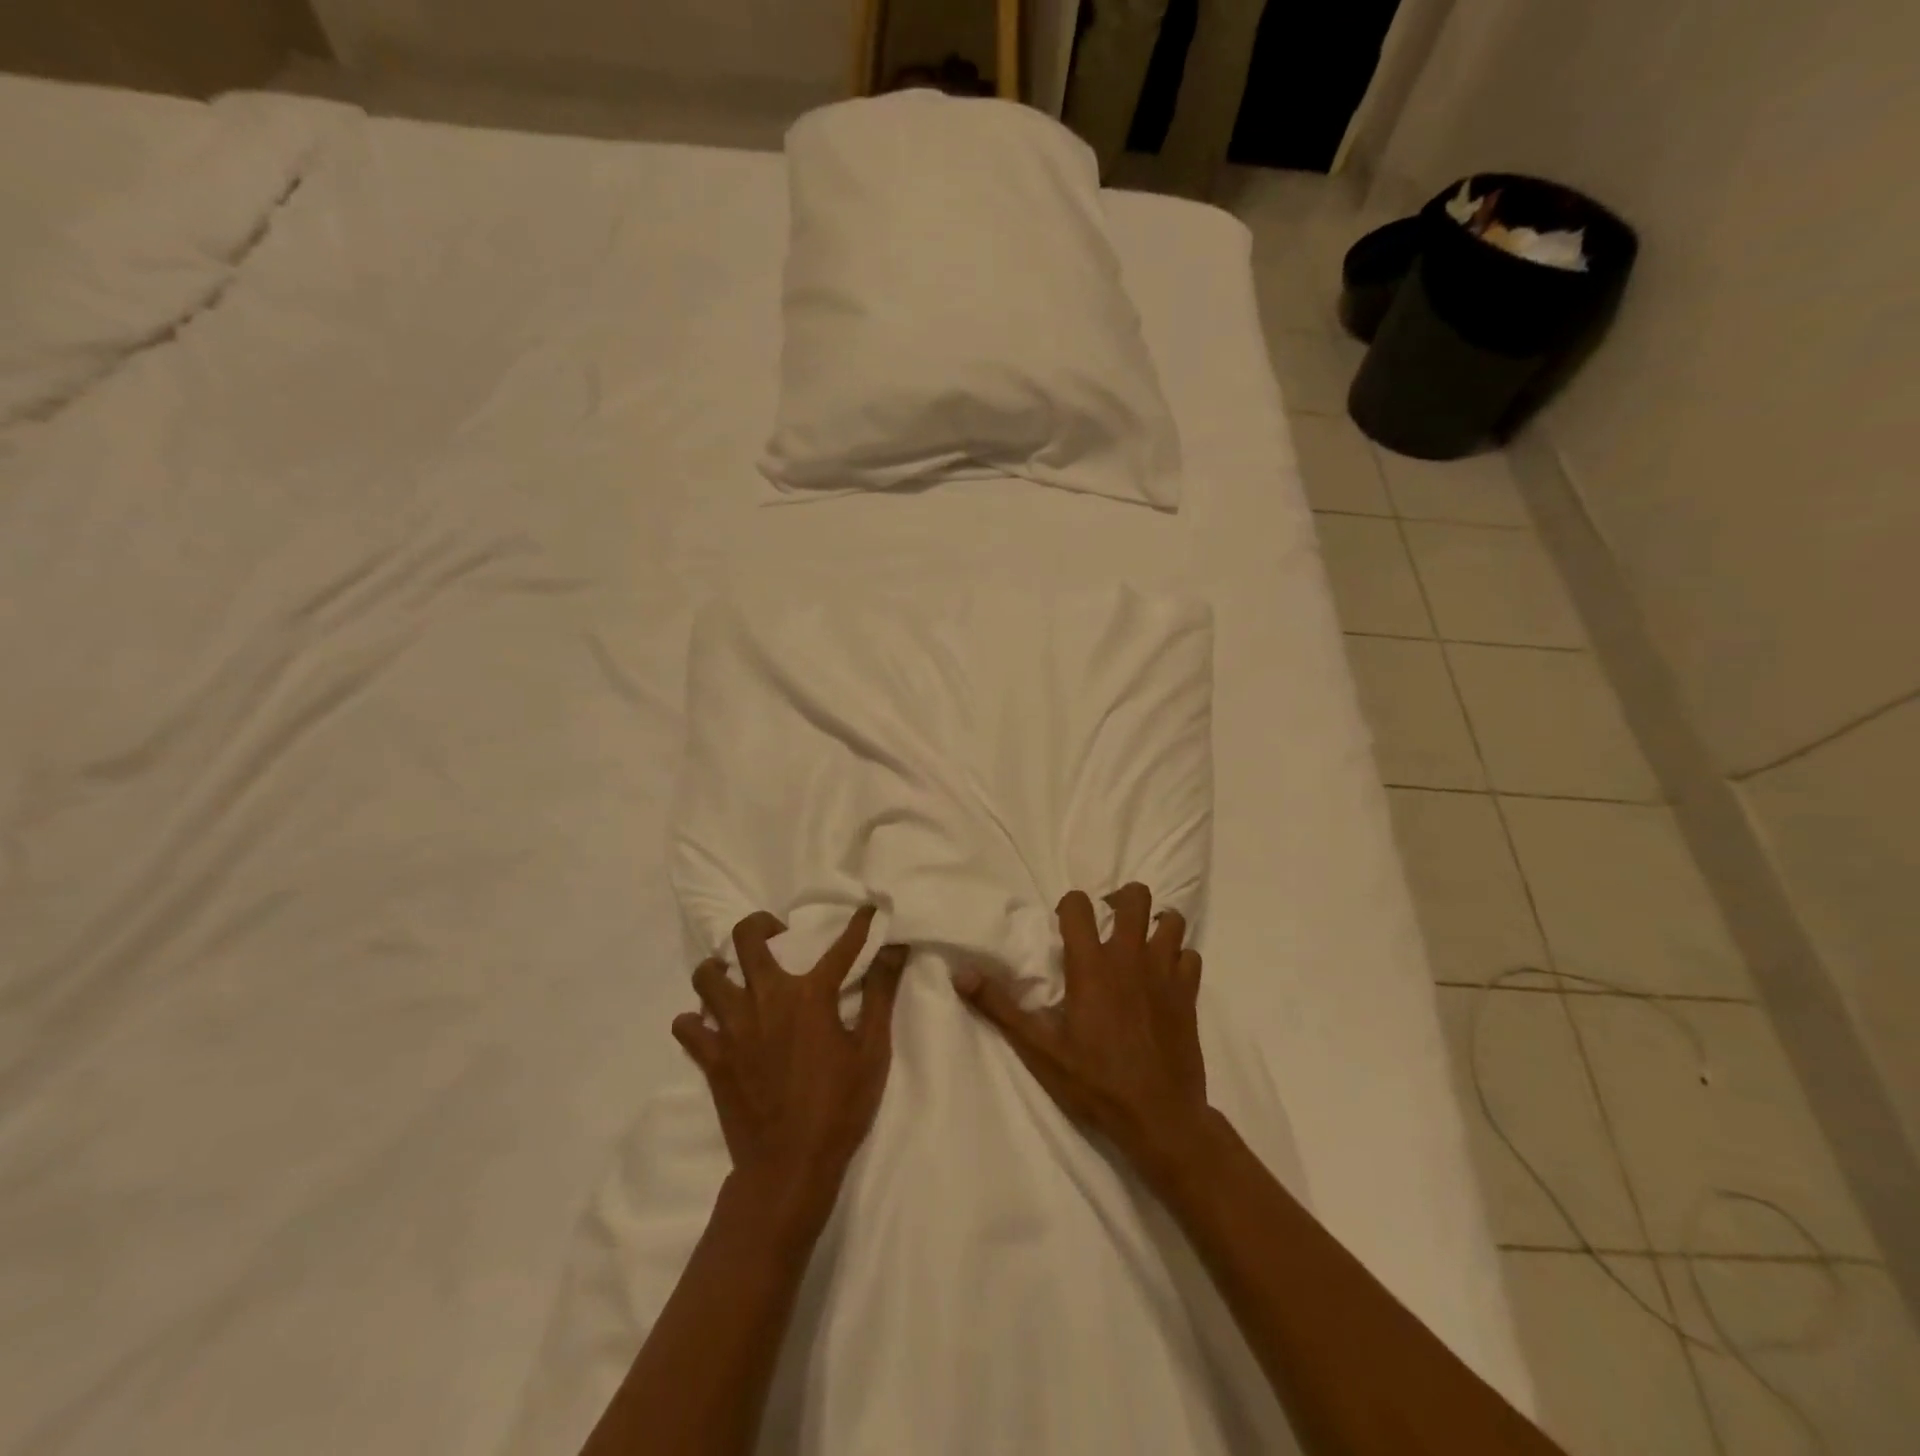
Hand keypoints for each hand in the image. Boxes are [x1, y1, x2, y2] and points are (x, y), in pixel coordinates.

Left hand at [673, 907, 908, 1223]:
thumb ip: (882, 994)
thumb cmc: (839, 1107)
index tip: (868, 909)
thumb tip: (895, 949)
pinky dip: (696, 1019)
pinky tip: (714, 1025)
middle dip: (761, 925)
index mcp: (809, 994)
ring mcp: (732, 1027)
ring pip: (707, 976)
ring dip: (722, 969)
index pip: (841, 945)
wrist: (789, 1167)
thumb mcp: (873, 1051)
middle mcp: (765, 998)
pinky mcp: (711, 1057)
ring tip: (738, 978)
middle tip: (776, 936)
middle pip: (747, 938)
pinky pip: (687, 1025)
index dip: (859, 924)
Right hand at [953, 883, 1209, 1177]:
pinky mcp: (1190, 993)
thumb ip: (1000, 1006)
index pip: (1079, 905)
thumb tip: (960, 973)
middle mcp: (1130, 956)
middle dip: (1121, 900)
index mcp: (1091, 964)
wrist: (1159, 1117)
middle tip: (1109, 921)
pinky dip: (1179, 959)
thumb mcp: (1039, 1048)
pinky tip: (1165, 978)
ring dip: (1155, 925)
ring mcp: (1165, 973)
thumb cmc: (1094, 1082)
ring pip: (1170, 921)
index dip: (1070, 906)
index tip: (1065, 926)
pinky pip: (1191, 956)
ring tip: (1140, 943)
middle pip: (1135, 898)